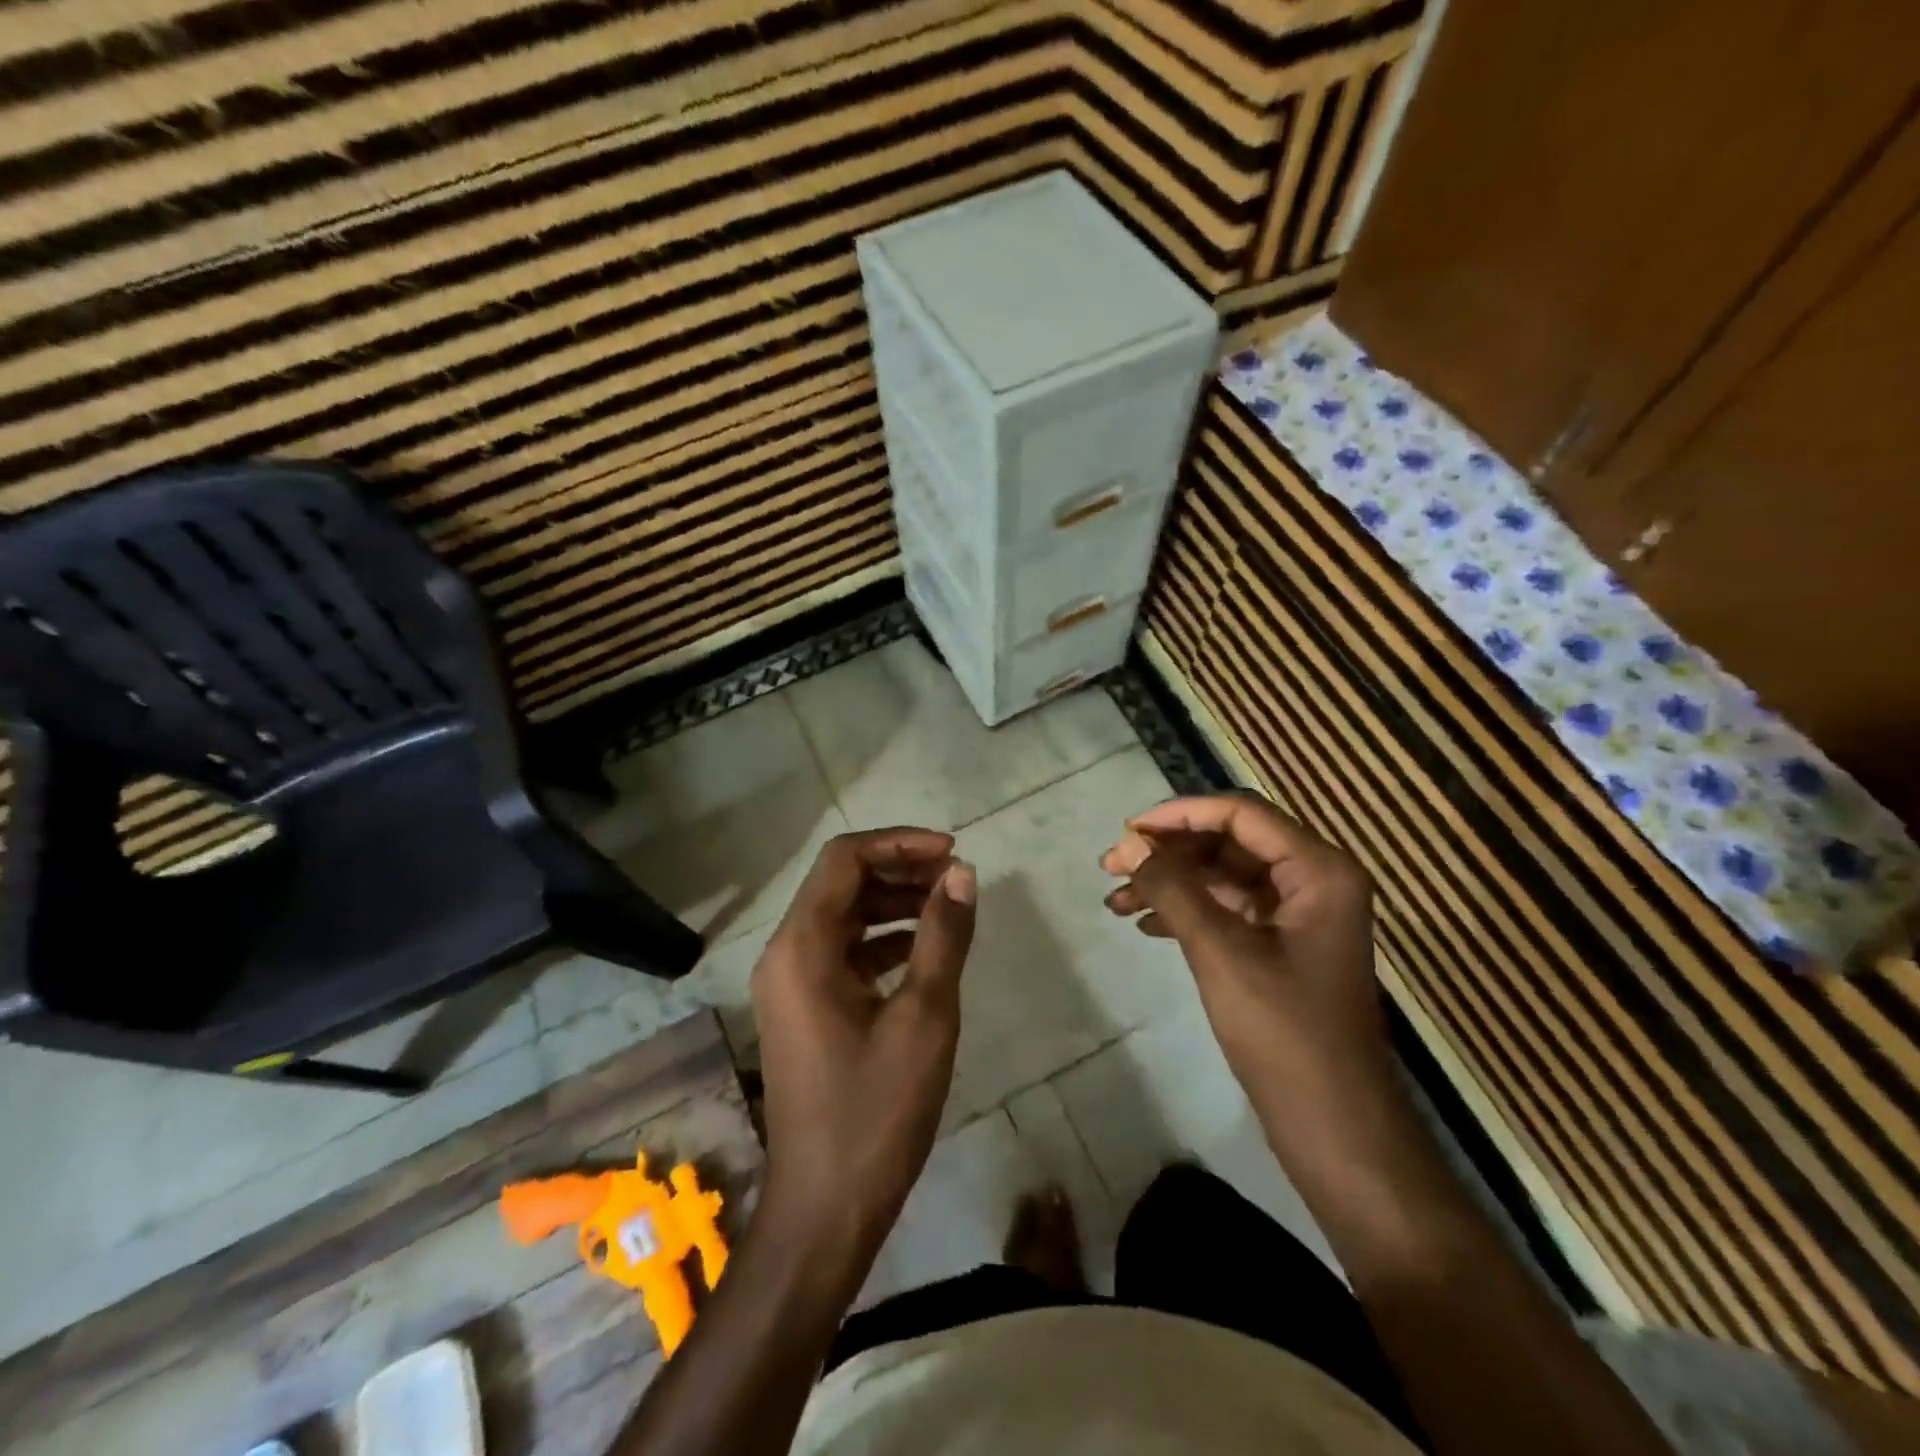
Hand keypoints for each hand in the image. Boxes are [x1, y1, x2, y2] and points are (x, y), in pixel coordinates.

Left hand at [750, 828, 976, 1270]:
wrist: (825, 1211)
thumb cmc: (875, 1112)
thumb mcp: (924, 1017)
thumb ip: (943, 936)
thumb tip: (962, 872)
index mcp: (802, 947)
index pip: (844, 859)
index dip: (899, 842)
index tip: (952, 852)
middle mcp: (786, 954)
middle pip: (842, 883)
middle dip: (900, 869)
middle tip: (956, 876)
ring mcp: (791, 984)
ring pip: (844, 916)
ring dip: (894, 902)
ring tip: (949, 906)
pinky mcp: (805, 1009)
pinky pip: (844, 952)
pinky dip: (884, 940)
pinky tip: (926, 950)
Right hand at [1101, 794, 1390, 1116]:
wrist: (1336, 1130)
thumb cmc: (1285, 1035)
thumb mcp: (1221, 952)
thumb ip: (1172, 889)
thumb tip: (1127, 844)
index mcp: (1318, 870)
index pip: (1241, 813)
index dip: (1179, 814)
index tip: (1127, 831)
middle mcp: (1314, 881)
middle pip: (1229, 842)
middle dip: (1169, 853)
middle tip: (1112, 868)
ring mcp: (1299, 915)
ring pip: (1224, 876)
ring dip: (1171, 884)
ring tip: (1117, 902)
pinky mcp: (1283, 946)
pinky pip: (1228, 909)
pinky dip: (1188, 912)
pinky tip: (1146, 927)